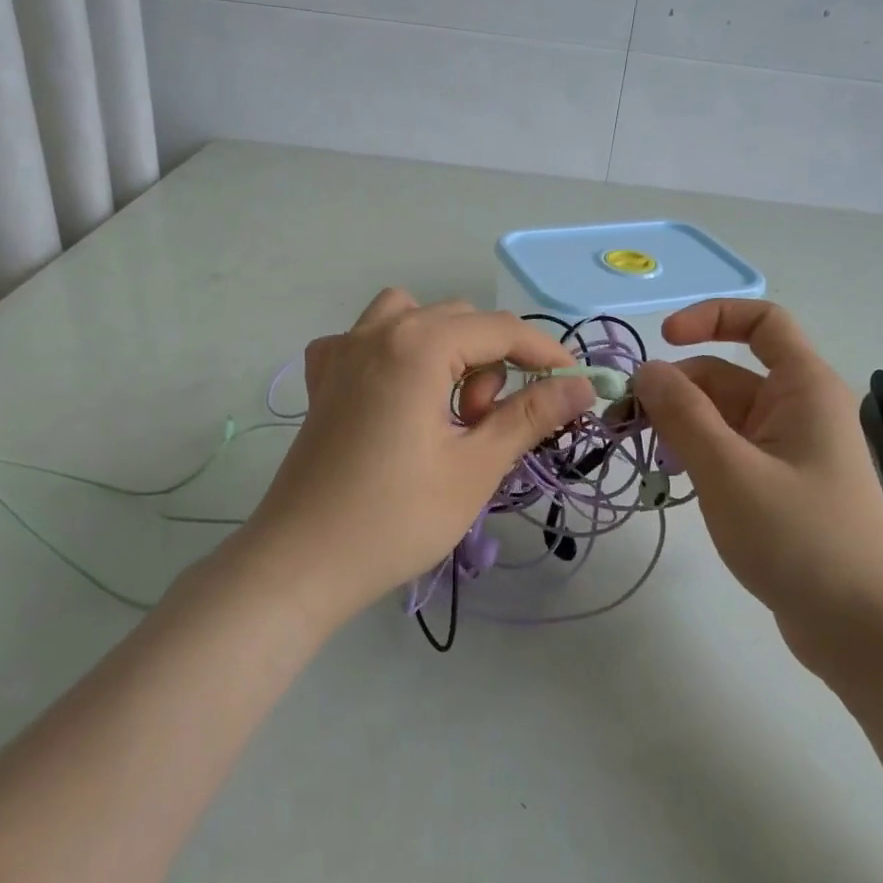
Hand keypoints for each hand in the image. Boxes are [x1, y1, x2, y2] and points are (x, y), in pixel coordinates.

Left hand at [242, 289, 595, 621]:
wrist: (301, 564)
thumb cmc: (396, 518)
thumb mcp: (476, 467)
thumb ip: (530, 416)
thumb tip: (580, 386)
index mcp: (417, 345)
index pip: (501, 329)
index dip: (545, 353)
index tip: (572, 385)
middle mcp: (378, 332)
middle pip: (460, 320)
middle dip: (490, 363)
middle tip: (485, 425)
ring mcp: (342, 351)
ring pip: (414, 318)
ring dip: (446, 349)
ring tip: (446, 408)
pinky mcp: (323, 378)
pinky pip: (369, 338)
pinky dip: (396, 353)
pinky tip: (397, 395)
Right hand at [632, 300, 882, 664]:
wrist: (864, 631)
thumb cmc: (801, 539)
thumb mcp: (729, 471)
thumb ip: (683, 414)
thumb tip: (647, 370)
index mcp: (803, 388)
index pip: (762, 322)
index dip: (711, 317)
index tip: (663, 341)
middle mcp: (798, 408)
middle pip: (726, 375)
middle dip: (674, 391)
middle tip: (623, 425)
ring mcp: (790, 449)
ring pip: (723, 416)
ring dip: (681, 426)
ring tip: (645, 457)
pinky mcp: (781, 485)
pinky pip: (731, 450)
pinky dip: (699, 455)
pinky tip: (674, 481)